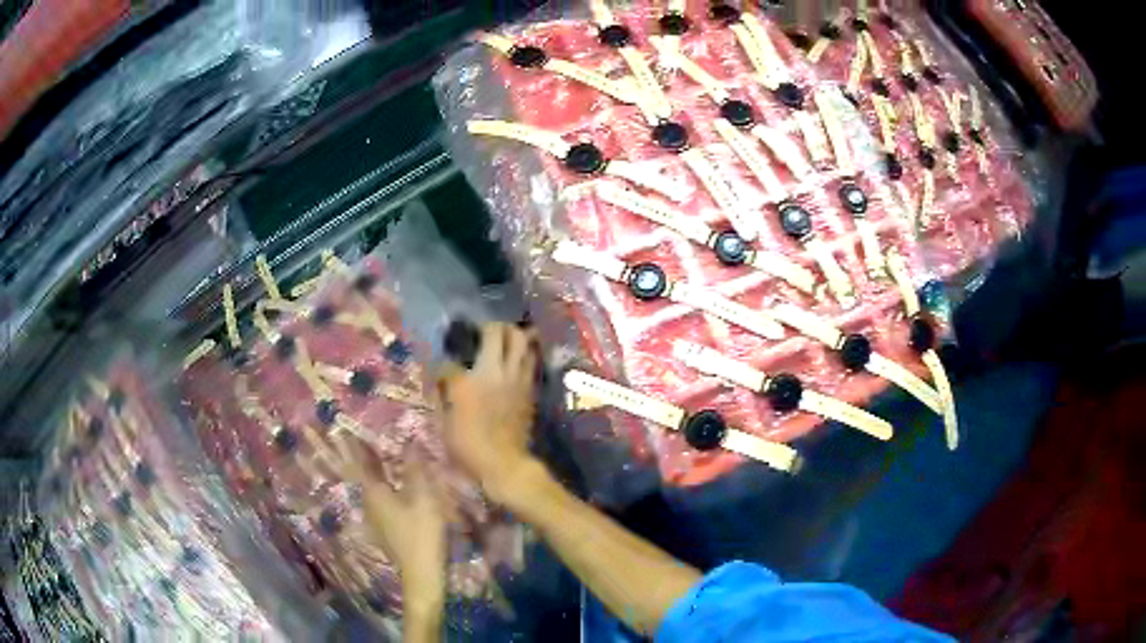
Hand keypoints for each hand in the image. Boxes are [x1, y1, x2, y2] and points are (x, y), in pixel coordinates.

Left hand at [347, 443, 447, 609]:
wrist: (421, 573)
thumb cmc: (421, 533)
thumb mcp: (423, 498)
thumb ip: (416, 469)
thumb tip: (410, 442)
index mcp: (374, 492)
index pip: (359, 462)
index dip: (352, 444)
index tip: (343, 426)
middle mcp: (368, 502)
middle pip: (360, 474)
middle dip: (355, 457)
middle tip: (351, 438)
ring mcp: (375, 517)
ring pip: (368, 487)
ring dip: (369, 471)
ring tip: (373, 456)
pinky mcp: (385, 528)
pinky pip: (378, 498)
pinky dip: (379, 485)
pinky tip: (390, 486)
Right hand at [439, 323, 541, 503]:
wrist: (505, 464)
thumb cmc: (469, 447)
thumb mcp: (445, 423)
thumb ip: (443, 396)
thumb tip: (443, 382)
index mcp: (466, 382)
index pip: (450, 361)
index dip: (443, 364)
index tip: (440, 371)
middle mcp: (494, 372)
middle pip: (497, 332)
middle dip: (489, 327)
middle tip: (482, 332)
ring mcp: (516, 378)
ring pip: (522, 340)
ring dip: (513, 334)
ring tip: (505, 337)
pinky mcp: (529, 388)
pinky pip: (530, 360)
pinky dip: (525, 353)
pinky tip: (517, 358)